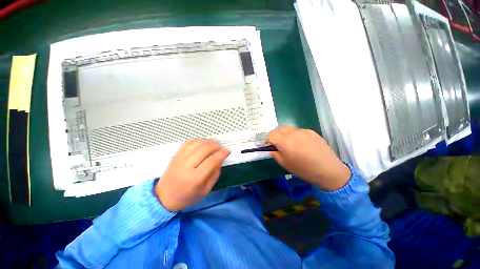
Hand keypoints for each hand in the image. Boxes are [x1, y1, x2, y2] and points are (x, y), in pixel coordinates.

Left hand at [154, 139, 230, 210]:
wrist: (164, 196)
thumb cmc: (187, 197)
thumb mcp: (205, 191)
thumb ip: (215, 174)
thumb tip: (220, 159)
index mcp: (195, 179)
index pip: (212, 161)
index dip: (222, 154)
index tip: (227, 151)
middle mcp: (187, 166)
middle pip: (204, 149)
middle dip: (216, 146)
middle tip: (220, 148)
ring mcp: (180, 159)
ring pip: (197, 143)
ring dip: (208, 142)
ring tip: (212, 146)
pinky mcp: (176, 155)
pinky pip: (188, 142)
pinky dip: (198, 140)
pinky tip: (202, 144)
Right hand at [267, 126, 350, 190]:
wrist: (328, 170)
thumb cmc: (304, 169)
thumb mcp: (285, 164)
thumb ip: (275, 154)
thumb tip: (272, 149)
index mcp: (285, 142)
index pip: (271, 135)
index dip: (268, 140)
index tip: (270, 145)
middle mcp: (293, 133)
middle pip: (279, 129)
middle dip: (275, 135)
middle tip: (278, 143)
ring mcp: (303, 131)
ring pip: (288, 129)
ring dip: (285, 134)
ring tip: (290, 143)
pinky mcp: (311, 131)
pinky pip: (298, 131)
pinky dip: (295, 135)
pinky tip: (301, 144)